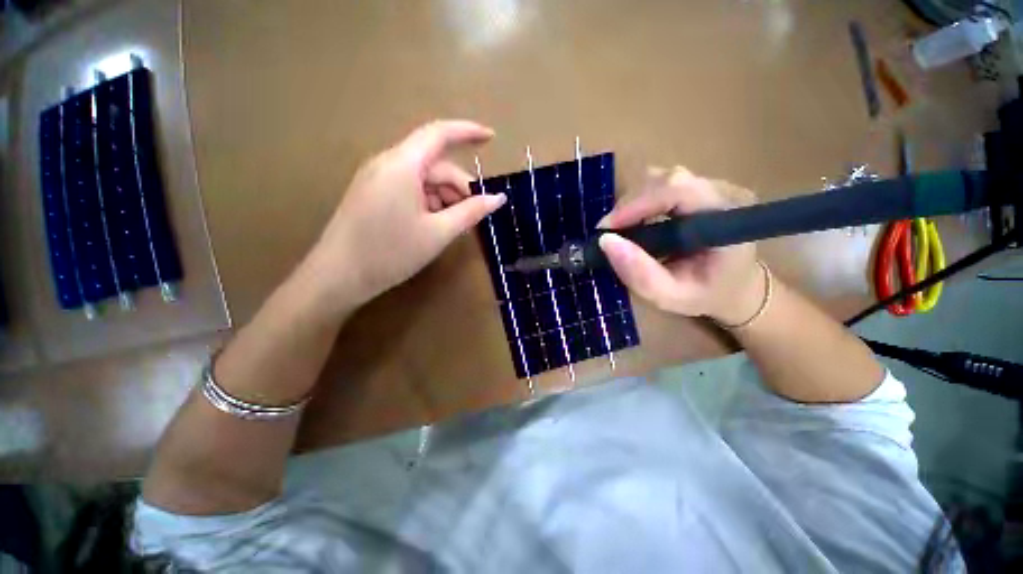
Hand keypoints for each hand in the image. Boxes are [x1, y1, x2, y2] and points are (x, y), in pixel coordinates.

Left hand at [308, 120, 505, 307]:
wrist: (334, 276)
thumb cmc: (387, 253)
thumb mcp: (436, 234)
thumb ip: (470, 211)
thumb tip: (498, 198)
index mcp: (403, 163)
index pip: (440, 133)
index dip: (468, 131)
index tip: (491, 138)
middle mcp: (386, 161)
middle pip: (430, 160)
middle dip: (455, 182)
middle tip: (472, 211)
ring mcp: (372, 176)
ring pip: (416, 174)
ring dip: (439, 193)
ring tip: (449, 224)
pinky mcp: (365, 191)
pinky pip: (401, 183)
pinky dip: (420, 197)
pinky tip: (427, 223)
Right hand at [597, 166, 762, 324]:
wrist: (740, 285)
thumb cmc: (711, 295)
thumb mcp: (676, 298)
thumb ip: (643, 276)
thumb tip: (606, 242)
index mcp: (726, 217)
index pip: (679, 189)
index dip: (639, 202)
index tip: (608, 229)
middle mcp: (722, 191)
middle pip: (668, 178)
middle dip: (633, 203)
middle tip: (611, 233)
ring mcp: (712, 183)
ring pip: (663, 177)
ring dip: (637, 201)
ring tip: (625, 230)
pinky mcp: (701, 184)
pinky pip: (665, 182)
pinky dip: (645, 199)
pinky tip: (641, 222)